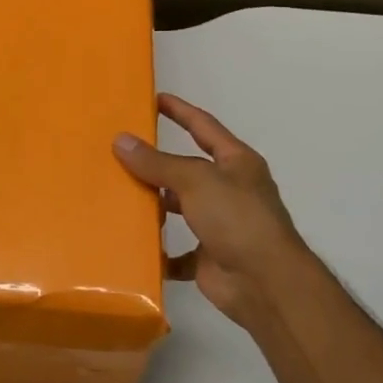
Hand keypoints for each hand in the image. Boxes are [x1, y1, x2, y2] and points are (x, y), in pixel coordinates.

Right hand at [113, 94, 320, 330]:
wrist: (265, 284)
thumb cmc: (237, 219)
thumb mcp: (196, 180)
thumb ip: (158, 162)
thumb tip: (121, 140)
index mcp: (236, 163)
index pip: (204, 127)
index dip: (180, 111)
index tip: (154, 98)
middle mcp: (230, 190)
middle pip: (187, 169)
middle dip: (157, 162)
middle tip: (120, 150)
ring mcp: (220, 225)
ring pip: (179, 207)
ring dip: (154, 204)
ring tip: (117, 193)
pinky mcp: (208, 257)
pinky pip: (177, 251)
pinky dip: (158, 250)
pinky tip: (133, 244)